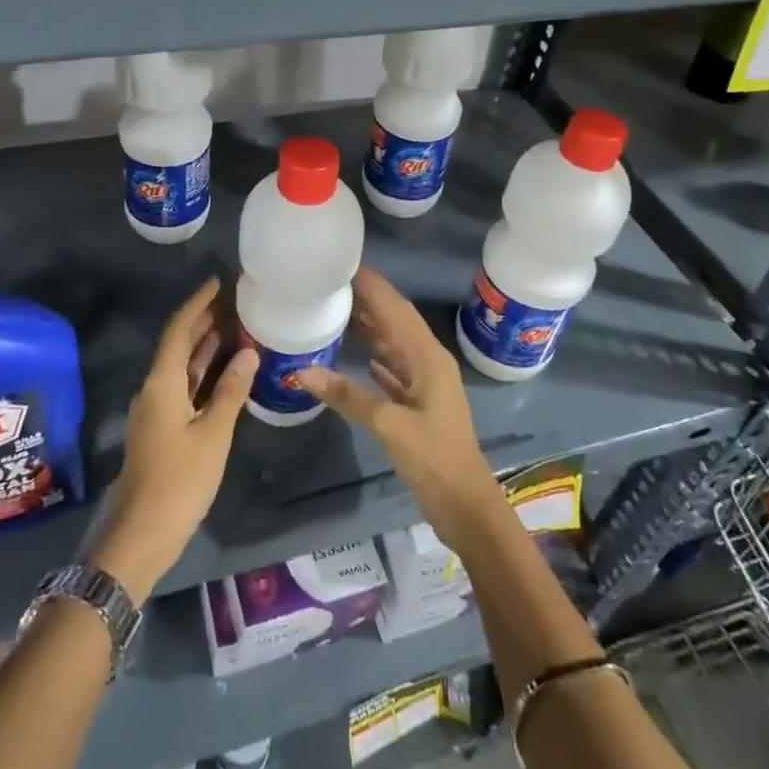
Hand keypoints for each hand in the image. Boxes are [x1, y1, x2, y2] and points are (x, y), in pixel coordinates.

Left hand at [89, 277, 257, 603]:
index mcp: (162, 382)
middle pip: (179, 344)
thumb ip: (231, 391)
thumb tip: (248, 352)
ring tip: (236, 326)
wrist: (142, 534)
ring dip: (206, 346)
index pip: (179, 330)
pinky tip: (226, 370)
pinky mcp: (162, 428)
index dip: (198, 304)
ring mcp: (157, 409)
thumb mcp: (213, 434)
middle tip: (235, 301)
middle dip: (204, 321)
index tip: (219, 283)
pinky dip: (204, 372)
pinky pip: (185, 386)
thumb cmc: (180, 480)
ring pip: (182, 366)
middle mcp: (155, 388)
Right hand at [294, 266, 501, 548]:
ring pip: (395, 343)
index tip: (343, 263)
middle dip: (368, 298)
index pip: (395, 309)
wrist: (466, 505)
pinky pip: (394, 367)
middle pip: (395, 320)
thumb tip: (302, 372)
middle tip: (332, 281)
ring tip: (339, 307)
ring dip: (371, 325)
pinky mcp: (420, 403)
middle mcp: (428, 361)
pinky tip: (359, 353)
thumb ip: (347, 396)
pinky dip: (376, 355)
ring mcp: (426, 382)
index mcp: (427, 357)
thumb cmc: (434, 459)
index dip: (372, 285)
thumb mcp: (389, 425)